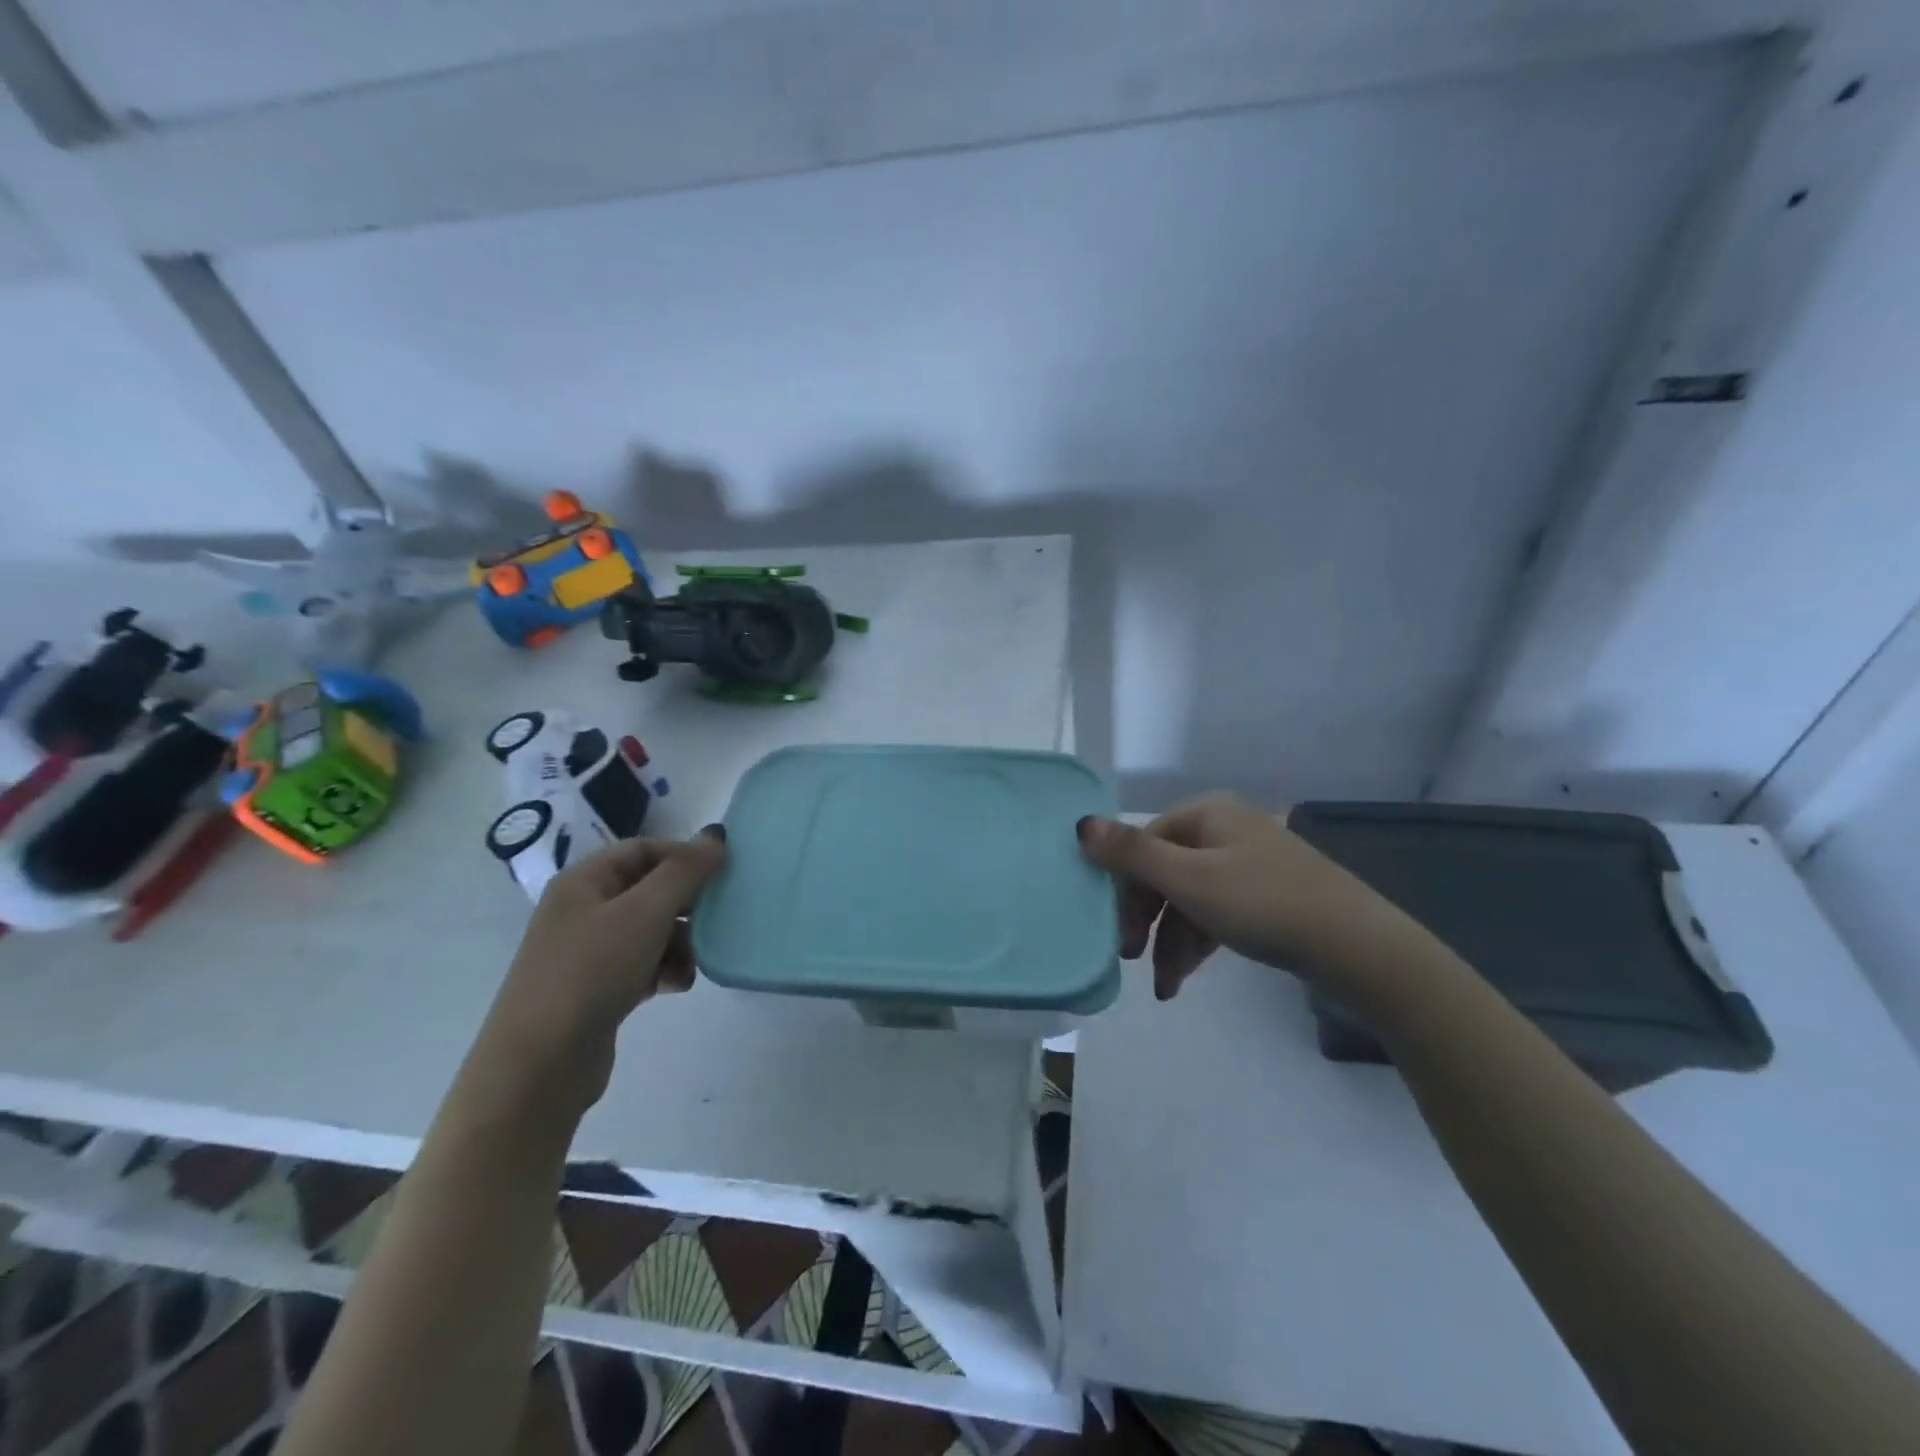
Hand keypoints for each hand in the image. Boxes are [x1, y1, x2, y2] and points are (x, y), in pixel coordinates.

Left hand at [472, 828, 727, 1115]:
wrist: (540, 1065)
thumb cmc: (591, 972)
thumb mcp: (644, 913)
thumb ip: (684, 871)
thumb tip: (716, 835)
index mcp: (584, 881)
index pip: (644, 850)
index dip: (684, 856)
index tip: (722, 874)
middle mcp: (582, 910)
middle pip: (650, 890)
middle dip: (686, 905)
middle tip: (717, 918)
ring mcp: (587, 952)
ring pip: (651, 930)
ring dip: (680, 942)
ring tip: (692, 964)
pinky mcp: (597, 988)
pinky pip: (643, 964)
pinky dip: (665, 969)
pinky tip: (675, 986)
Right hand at [1077, 796, 1388, 998]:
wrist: (1357, 948)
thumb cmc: (1263, 904)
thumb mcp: (1188, 880)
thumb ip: (1131, 853)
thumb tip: (1081, 824)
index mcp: (1207, 814)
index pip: (1144, 843)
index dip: (1123, 886)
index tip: (1113, 930)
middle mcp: (1225, 831)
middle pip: (1165, 871)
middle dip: (1145, 919)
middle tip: (1130, 958)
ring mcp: (1249, 864)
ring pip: (1189, 898)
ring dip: (1169, 941)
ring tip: (1163, 987)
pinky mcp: (1266, 897)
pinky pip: (1215, 913)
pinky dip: (1196, 942)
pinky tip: (1183, 978)